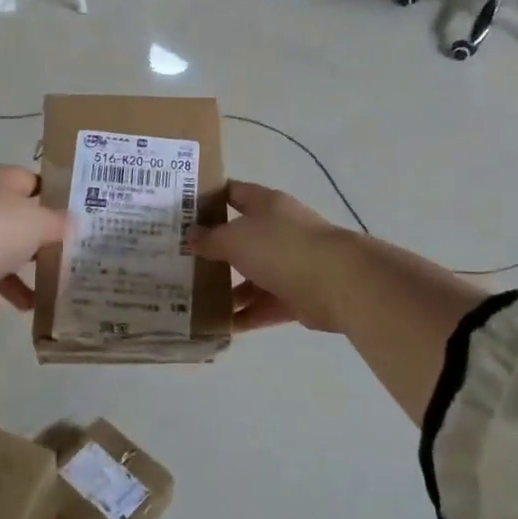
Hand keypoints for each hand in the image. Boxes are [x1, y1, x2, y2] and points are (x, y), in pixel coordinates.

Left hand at [0, 164, 64, 315]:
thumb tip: (73, 222)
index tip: (74, 225)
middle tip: (58, 264)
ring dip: (12, 277)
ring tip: (32, 303)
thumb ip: (58, 223)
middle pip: (13, 219)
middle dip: (34, 244)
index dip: (54, 201)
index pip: (33, 182)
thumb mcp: (37, 224)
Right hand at [185, 181, 354, 332]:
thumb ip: (210, 239)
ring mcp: (289, 263)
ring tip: (194, 300)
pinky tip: (218, 326)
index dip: (208, 198)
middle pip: (240, 237)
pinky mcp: (297, 295)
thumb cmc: (281, 248)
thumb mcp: (235, 238)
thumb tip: (190, 236)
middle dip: (213, 250)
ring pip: (251, 275)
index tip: (181, 212)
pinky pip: (264, 305)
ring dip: (227, 289)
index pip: (233, 192)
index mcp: (266, 204)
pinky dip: (245, 315)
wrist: (337, 283)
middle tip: (180, 261)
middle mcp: (278, 230)